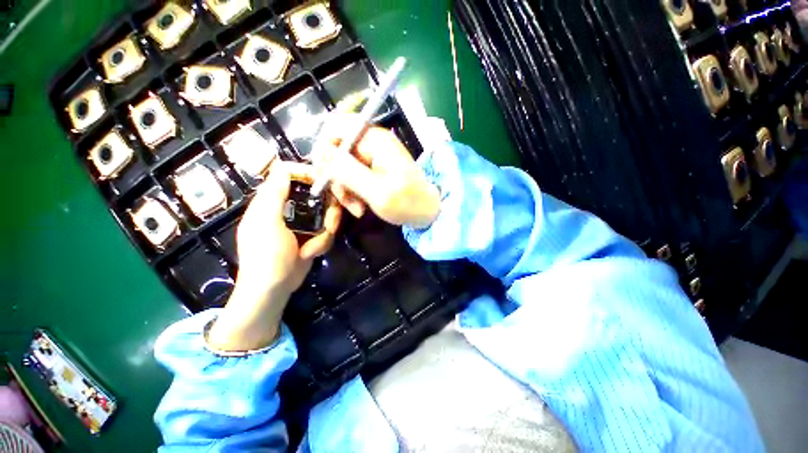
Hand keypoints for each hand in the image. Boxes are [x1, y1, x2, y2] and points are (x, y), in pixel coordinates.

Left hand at [207, 162, 340, 351]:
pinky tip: (311, 253)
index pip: (288, 174)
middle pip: (315, 195)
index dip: (307, 173)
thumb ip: (274, 195)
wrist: (274, 289)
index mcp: (271, 201)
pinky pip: (326, 230)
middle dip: (327, 211)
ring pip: (325, 214)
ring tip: (312, 248)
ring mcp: (301, 223)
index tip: (326, 182)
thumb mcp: (266, 223)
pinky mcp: (311, 235)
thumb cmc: (266, 256)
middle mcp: (287, 208)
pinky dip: (323, 242)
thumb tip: (283, 166)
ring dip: (325, 231)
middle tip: (330, 224)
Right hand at [315, 117, 440, 228]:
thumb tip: (323, 153)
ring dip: (345, 190)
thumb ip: (349, 172)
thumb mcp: (377, 191)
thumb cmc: (408, 203)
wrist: (428, 212)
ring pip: (342, 167)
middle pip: (337, 150)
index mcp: (375, 139)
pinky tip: (361, 208)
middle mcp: (372, 143)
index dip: (323, 148)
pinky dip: (352, 193)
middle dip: (336, 178)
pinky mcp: (374, 170)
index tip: (322, 174)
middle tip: (344, 200)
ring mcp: (373, 157)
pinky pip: (352, 177)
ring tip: (358, 210)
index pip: (336, 126)